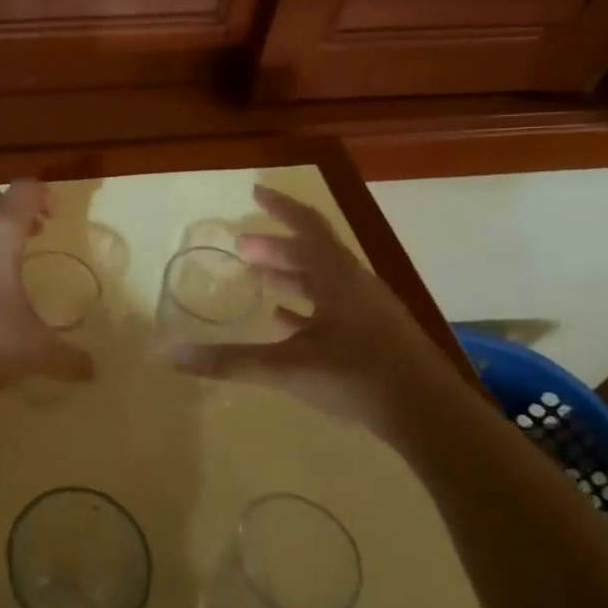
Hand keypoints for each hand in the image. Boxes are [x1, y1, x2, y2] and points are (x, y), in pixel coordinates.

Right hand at [174, 185, 458, 436]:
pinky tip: (287, 319)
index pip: (307, 226)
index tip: (255, 192)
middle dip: (276, 246)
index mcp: (338, 277)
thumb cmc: (358, 377)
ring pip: (324, 280)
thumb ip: (232, 362)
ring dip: (292, 274)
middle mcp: (355, 285)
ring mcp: (369, 311)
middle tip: (243, 247)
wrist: (431, 416)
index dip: (280, 207)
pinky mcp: (376, 336)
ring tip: (261, 277)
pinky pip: (335, 308)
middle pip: (313, 252)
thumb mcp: (288, 368)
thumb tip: (176, 355)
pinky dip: (307, 306)